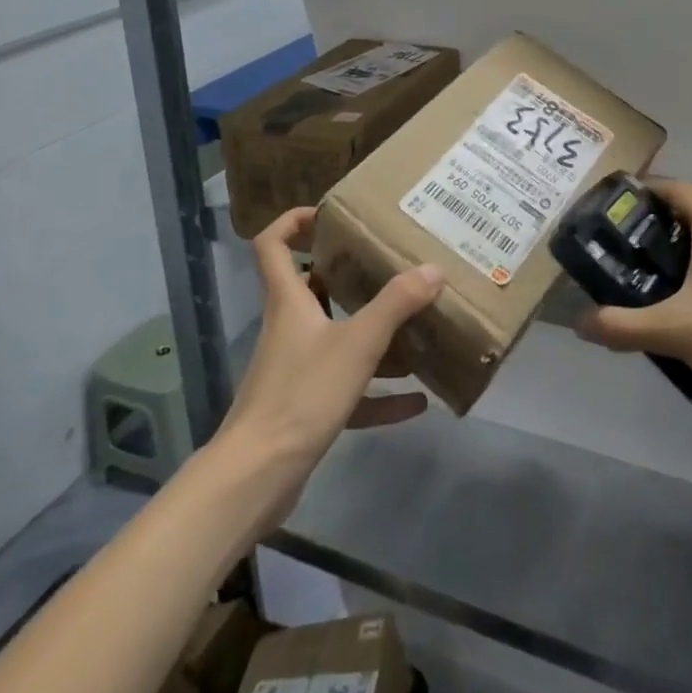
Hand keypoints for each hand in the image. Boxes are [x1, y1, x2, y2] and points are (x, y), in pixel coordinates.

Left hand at [217, 208, 443, 517]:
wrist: (257, 477)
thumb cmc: (302, 393)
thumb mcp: (358, 342)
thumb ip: (397, 303)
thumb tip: (434, 268)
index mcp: (289, 301)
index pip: (273, 244)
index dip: (294, 221)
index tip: (330, 215)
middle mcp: (289, 327)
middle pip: (311, 288)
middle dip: (347, 275)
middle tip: (387, 265)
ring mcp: (295, 370)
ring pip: (335, 339)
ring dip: (371, 336)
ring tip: (414, 329)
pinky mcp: (304, 409)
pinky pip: (348, 392)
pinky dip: (379, 395)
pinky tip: (417, 403)